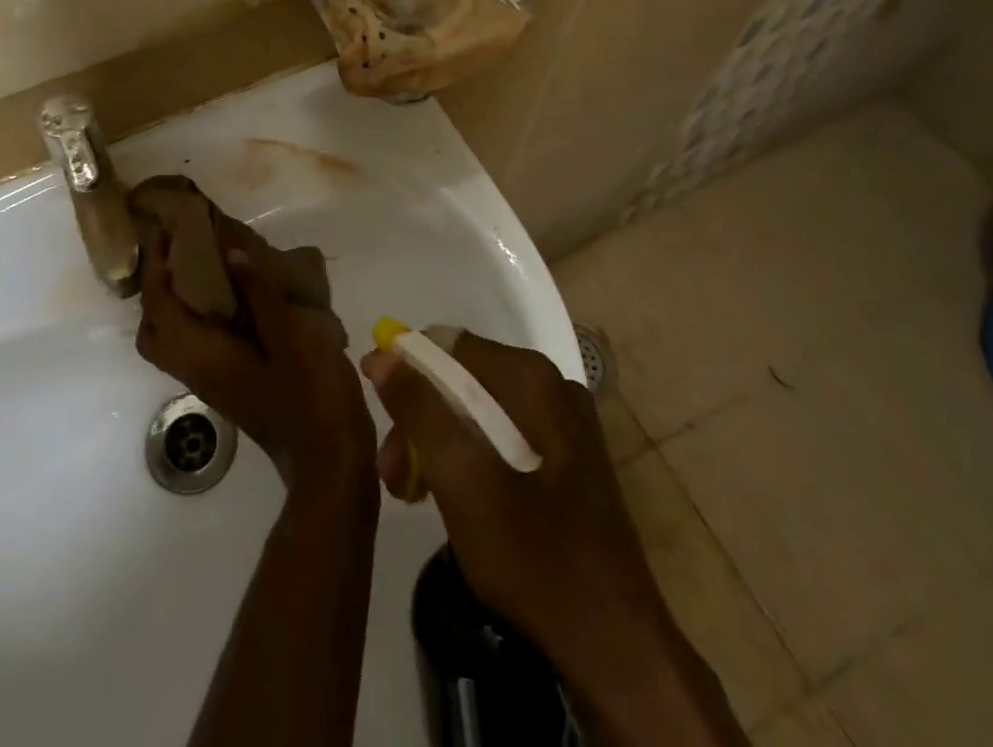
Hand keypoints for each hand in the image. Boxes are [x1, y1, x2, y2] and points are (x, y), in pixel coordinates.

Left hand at [137, 242, 375, 497]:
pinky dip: (199, 317)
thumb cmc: (312, 396)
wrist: (331, 464)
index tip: (167, 230)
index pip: (160, 307)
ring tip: (205, 266)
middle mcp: (197, 370)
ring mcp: (213, 382)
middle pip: (154, 329)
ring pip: (174, 339)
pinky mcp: (230, 385)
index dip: (156, 267)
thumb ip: (260, 293)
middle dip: (158, 288)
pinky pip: (197, 345)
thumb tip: (229, 251)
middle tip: (181, 252)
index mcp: (204, 356)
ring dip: (177, 303)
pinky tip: (234, 296)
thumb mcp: (292, 335)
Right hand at [360, 332, 667, 663]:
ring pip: (479, 409)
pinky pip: (501, 435)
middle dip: (420, 418)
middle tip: (390, 473)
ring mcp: (564, 422)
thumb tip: (382, 353)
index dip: (404, 371)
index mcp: (532, 378)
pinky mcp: (567, 458)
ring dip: (438, 441)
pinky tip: (448, 495)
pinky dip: (468, 456)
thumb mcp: (462, 481)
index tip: (377, 413)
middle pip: (462, 379)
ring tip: (409, 490)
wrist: (615, 647)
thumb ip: (420, 411)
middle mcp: (551, 385)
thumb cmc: (534, 557)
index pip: (447, 345)